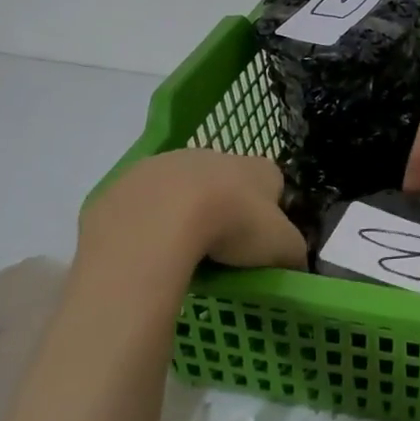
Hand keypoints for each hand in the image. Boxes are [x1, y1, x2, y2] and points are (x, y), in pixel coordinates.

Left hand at [79, 149, 306, 273]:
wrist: (160, 220)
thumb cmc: (233, 226)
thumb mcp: (281, 247)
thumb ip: (294, 253)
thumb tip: (294, 265)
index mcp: (256, 167)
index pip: (271, 182)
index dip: (269, 212)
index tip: (259, 243)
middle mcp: (213, 155)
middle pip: (225, 183)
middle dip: (223, 210)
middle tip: (221, 251)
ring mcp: (166, 165)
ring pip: (180, 191)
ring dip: (182, 215)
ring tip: (180, 256)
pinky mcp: (125, 185)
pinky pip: (140, 208)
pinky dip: (146, 227)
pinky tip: (146, 254)